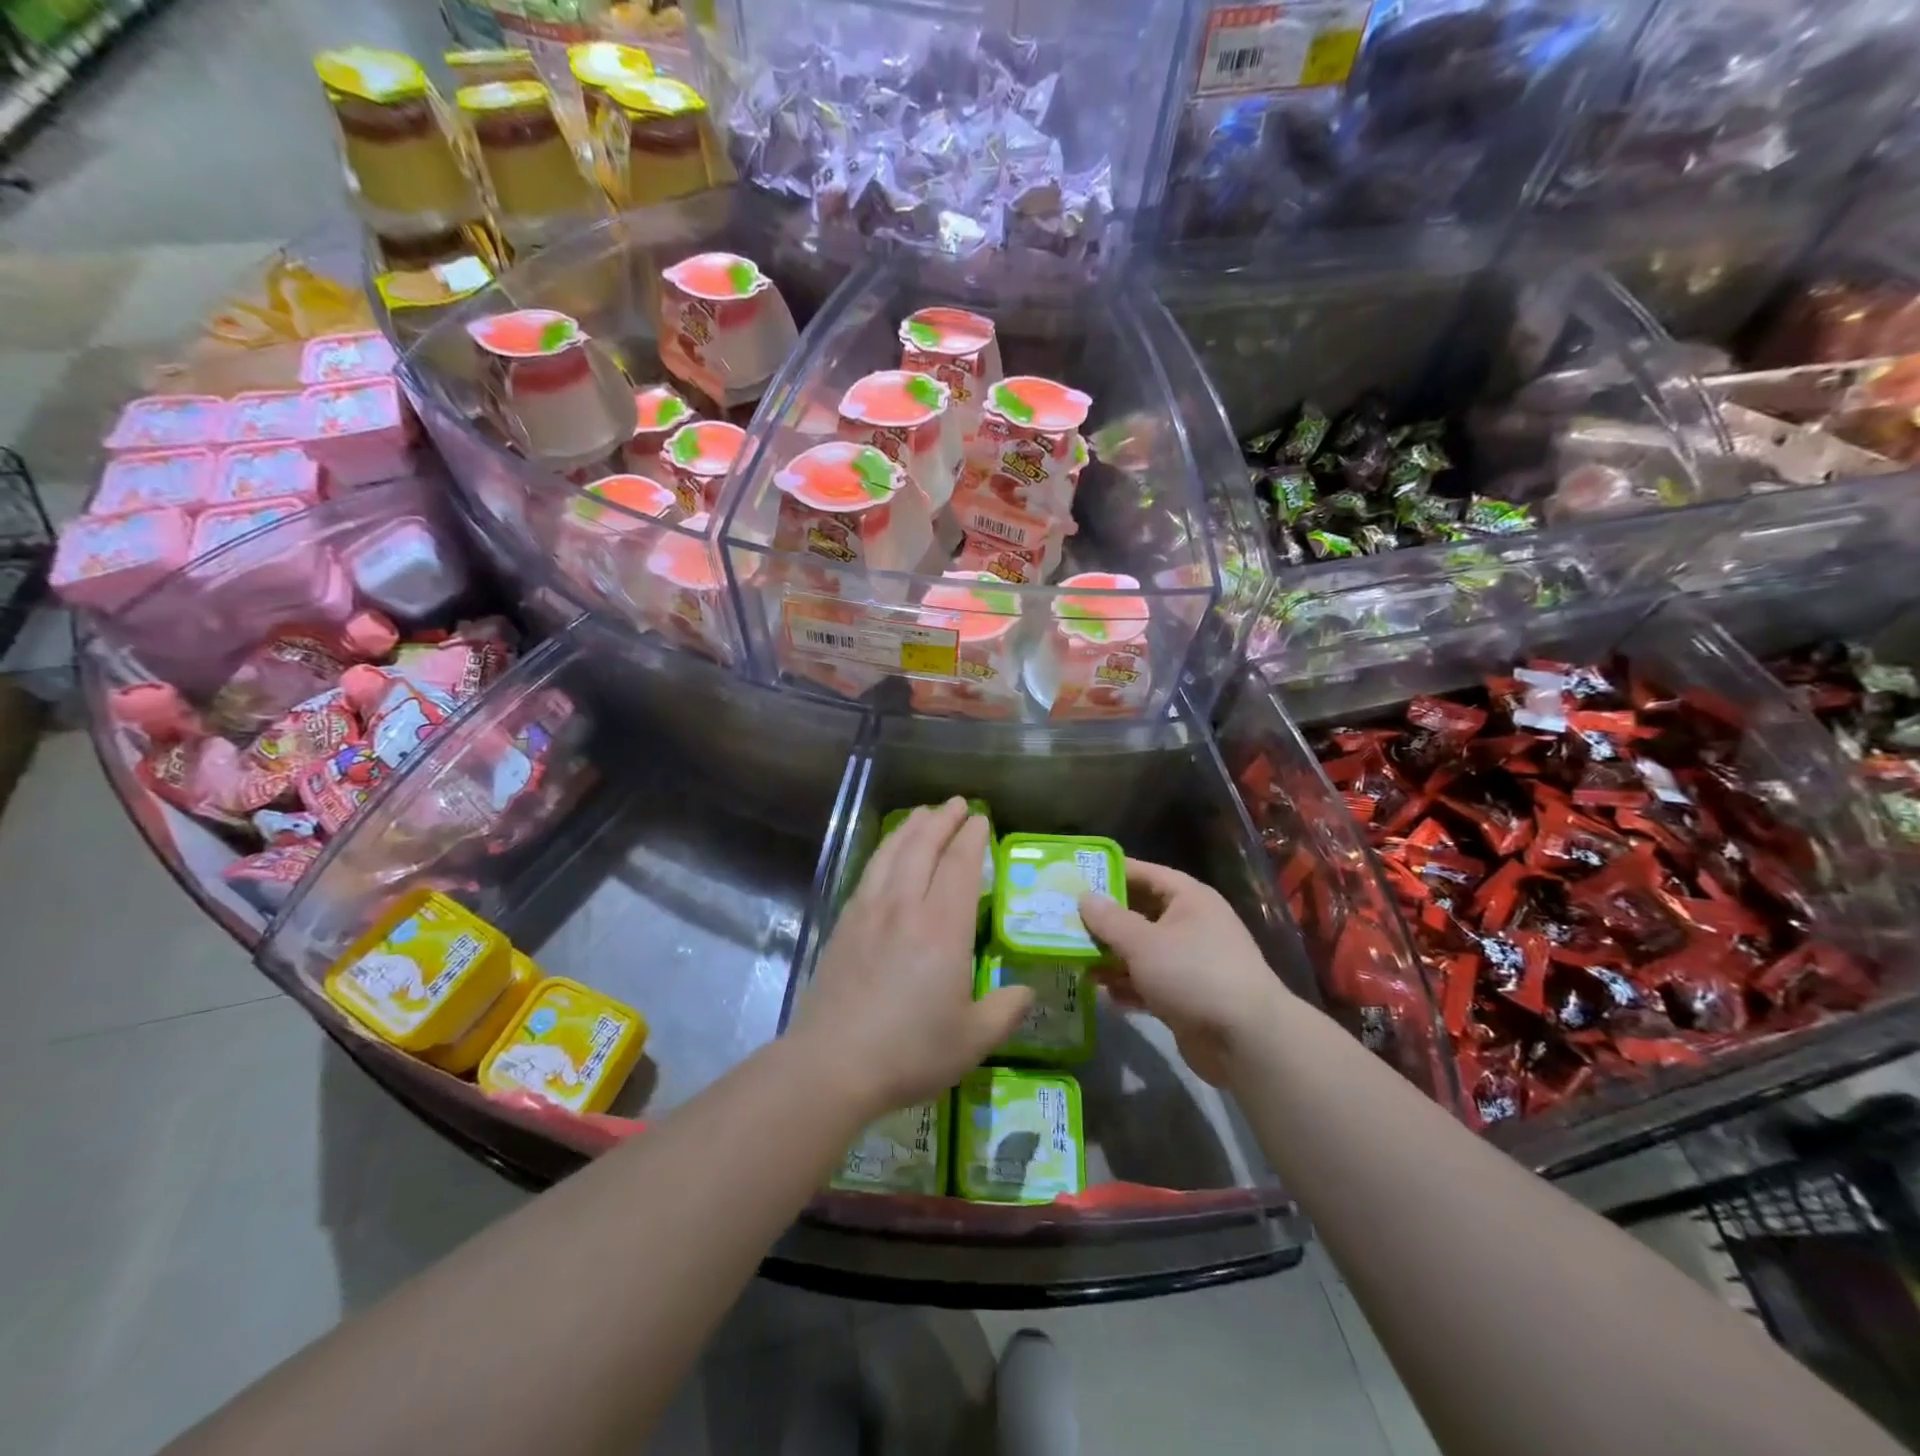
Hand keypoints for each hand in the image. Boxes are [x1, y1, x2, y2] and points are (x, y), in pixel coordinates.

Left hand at [792, 798, 1032, 1117]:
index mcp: (942, 928)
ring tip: (924, 813)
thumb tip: (1026, 991)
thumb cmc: (910, 1051)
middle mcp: (905, 907)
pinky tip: (888, 854)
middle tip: (957, 804)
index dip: (972, 838)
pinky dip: (884, 851)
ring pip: (892, 853)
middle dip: (942, 820)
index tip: (981, 820)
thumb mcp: (972, 1040)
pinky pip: (869, 872)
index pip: (960, 866)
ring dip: (911, 828)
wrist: (833, 1063)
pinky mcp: (844, 923)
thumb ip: (1005, 1011)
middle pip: (923, 847)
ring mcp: (869, 911)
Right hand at [1079, 859, 1288, 1086]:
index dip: (1110, 873)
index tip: (1073, 876)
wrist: (1247, 1041)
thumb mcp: (1143, 942)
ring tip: (1073, 959)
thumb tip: (1084, 897)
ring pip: (1141, 951)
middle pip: (1139, 913)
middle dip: (1104, 921)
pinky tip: (1102, 994)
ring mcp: (1190, 962)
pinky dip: (1127, 986)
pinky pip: (1148, 983)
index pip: (1144, 874)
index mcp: (1188, 898)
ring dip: (1110, 957)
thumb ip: (1109, 919)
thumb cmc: (1193, 974)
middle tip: (1063, 920)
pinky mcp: (1187, 996)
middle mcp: (1191, 924)